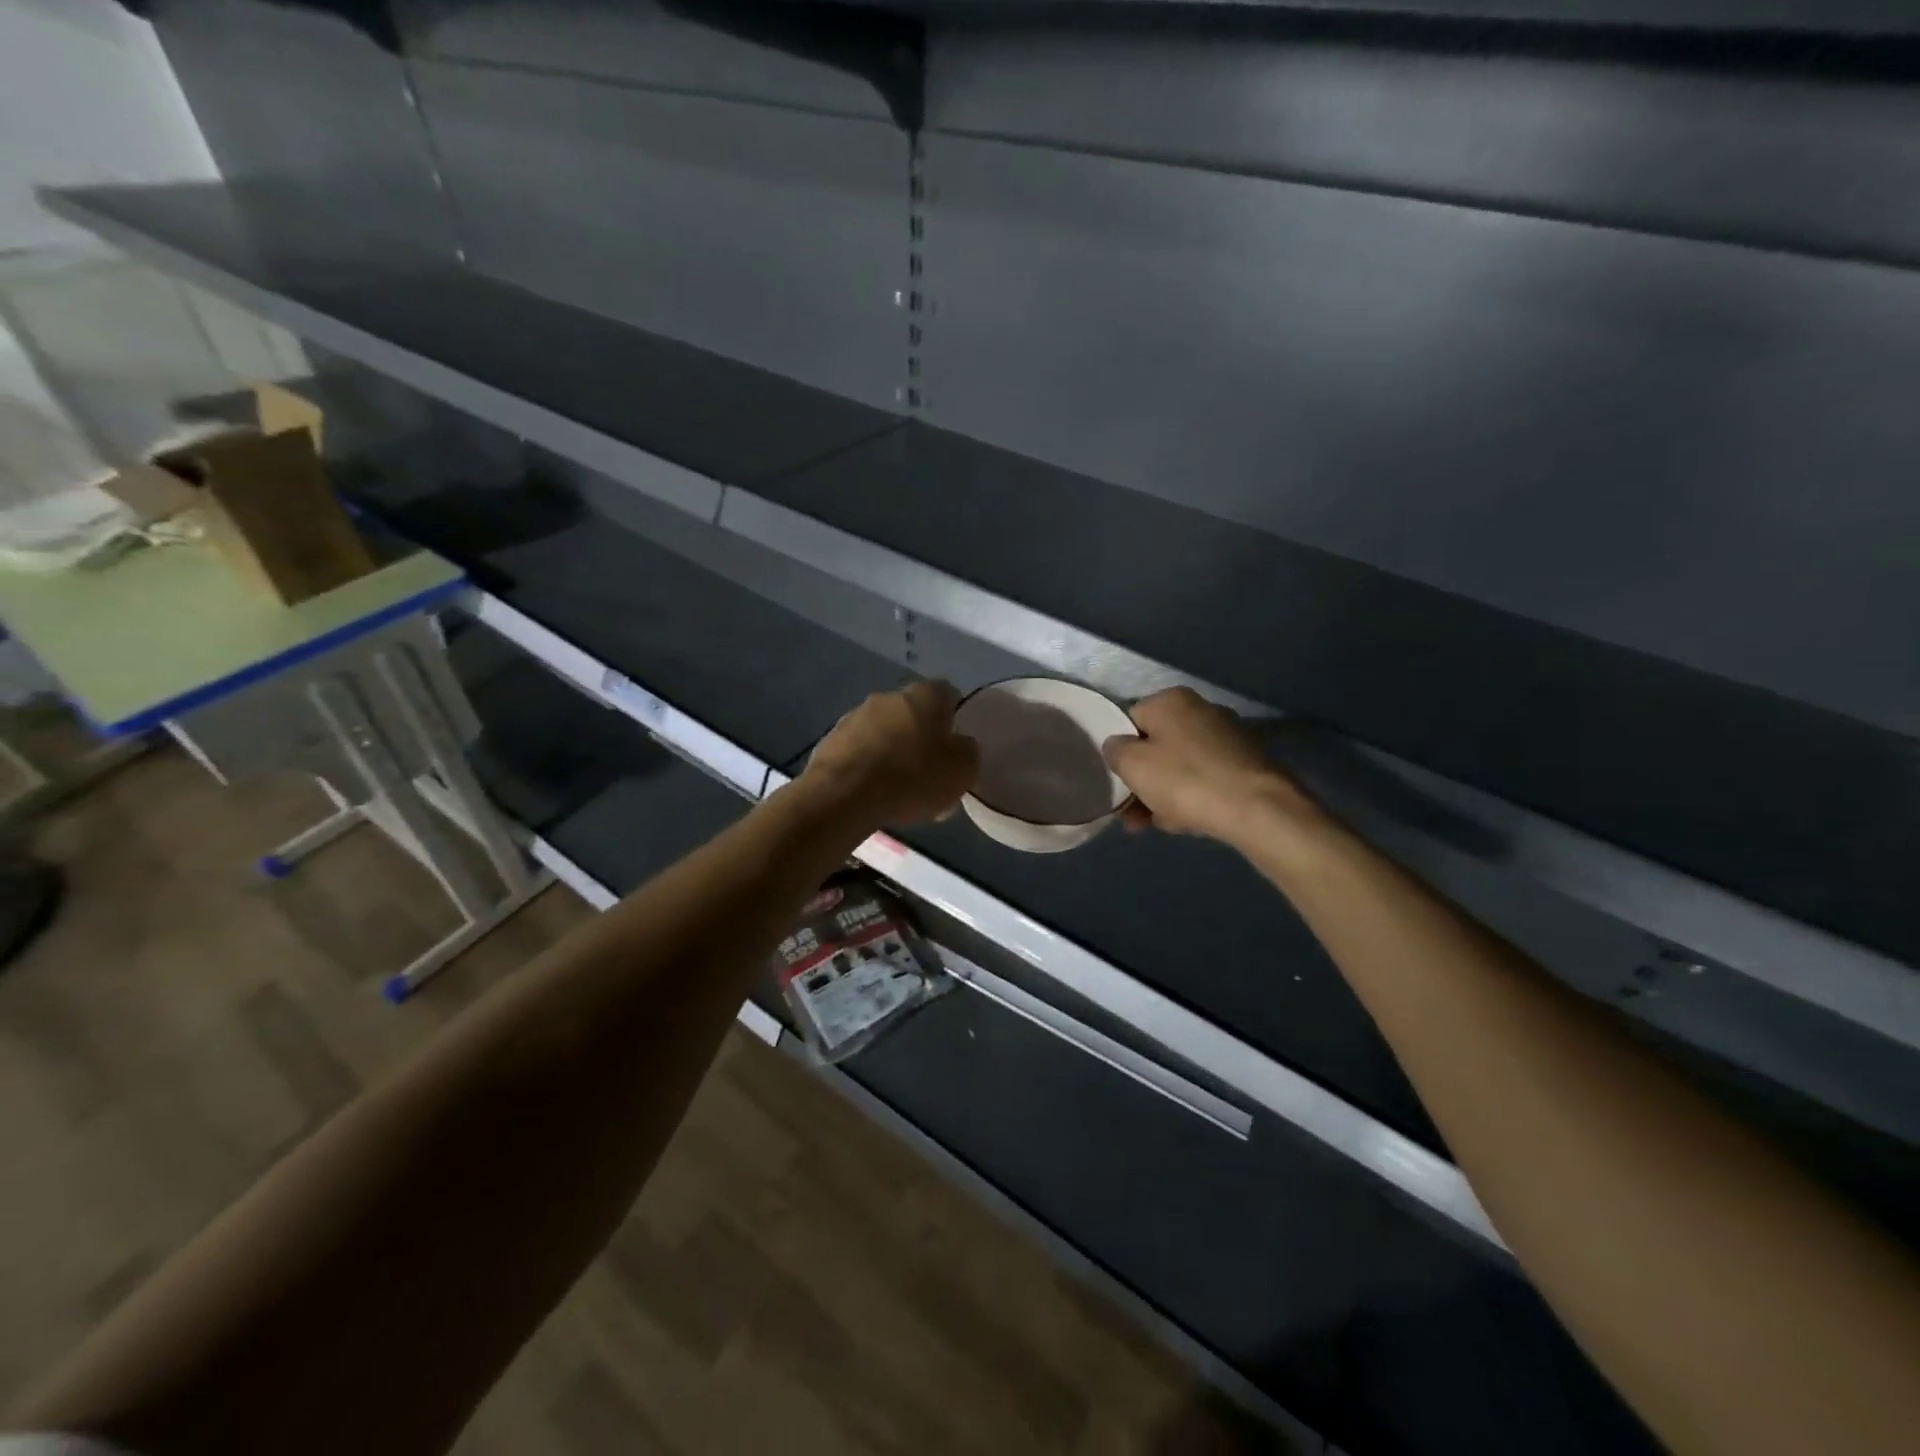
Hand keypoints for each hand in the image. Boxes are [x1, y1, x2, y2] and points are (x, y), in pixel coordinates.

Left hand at [800, 681, 980, 826]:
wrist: (844, 795)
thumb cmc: (912, 777)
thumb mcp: (962, 770)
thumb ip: (968, 752)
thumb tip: (960, 746)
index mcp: (925, 695)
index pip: (949, 696)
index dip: (955, 722)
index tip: (956, 751)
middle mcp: (888, 695)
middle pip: (914, 715)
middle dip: (922, 739)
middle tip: (929, 775)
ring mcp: (855, 716)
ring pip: (885, 733)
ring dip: (893, 753)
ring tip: (898, 791)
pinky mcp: (831, 740)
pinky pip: (860, 752)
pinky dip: (868, 767)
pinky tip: (872, 794)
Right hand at [1104, 688, 1326, 847]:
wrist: (1257, 810)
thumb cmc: (1185, 780)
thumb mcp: (1133, 765)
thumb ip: (1115, 750)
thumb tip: (1118, 745)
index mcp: (1171, 700)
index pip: (1130, 720)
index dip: (1120, 752)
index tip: (1117, 781)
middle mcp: (1201, 709)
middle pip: (1157, 746)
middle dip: (1142, 780)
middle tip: (1132, 813)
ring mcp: (1227, 737)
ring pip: (1180, 766)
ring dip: (1163, 794)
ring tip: (1154, 825)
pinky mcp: (1245, 764)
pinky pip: (1205, 778)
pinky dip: (1191, 797)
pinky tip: (1185, 822)